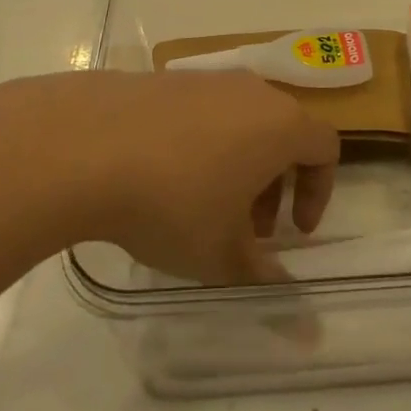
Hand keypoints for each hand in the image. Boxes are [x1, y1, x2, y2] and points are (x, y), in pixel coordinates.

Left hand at [0, 70, 337, 284]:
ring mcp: (204, 79)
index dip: (318, 193)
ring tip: (201, 207)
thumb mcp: (222, 255)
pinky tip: (159, 179)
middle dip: (274, 184)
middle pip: (282, 133)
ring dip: (237, 165)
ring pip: (240, 122)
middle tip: (247, 228)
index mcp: (281, 124)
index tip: (292, 232)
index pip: (326, 148)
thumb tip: (306, 332)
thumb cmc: (173, 201)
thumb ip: (266, 283)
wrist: (85, 145)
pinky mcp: (163, 79)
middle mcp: (250, 91)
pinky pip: (200, 112)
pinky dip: (200, 144)